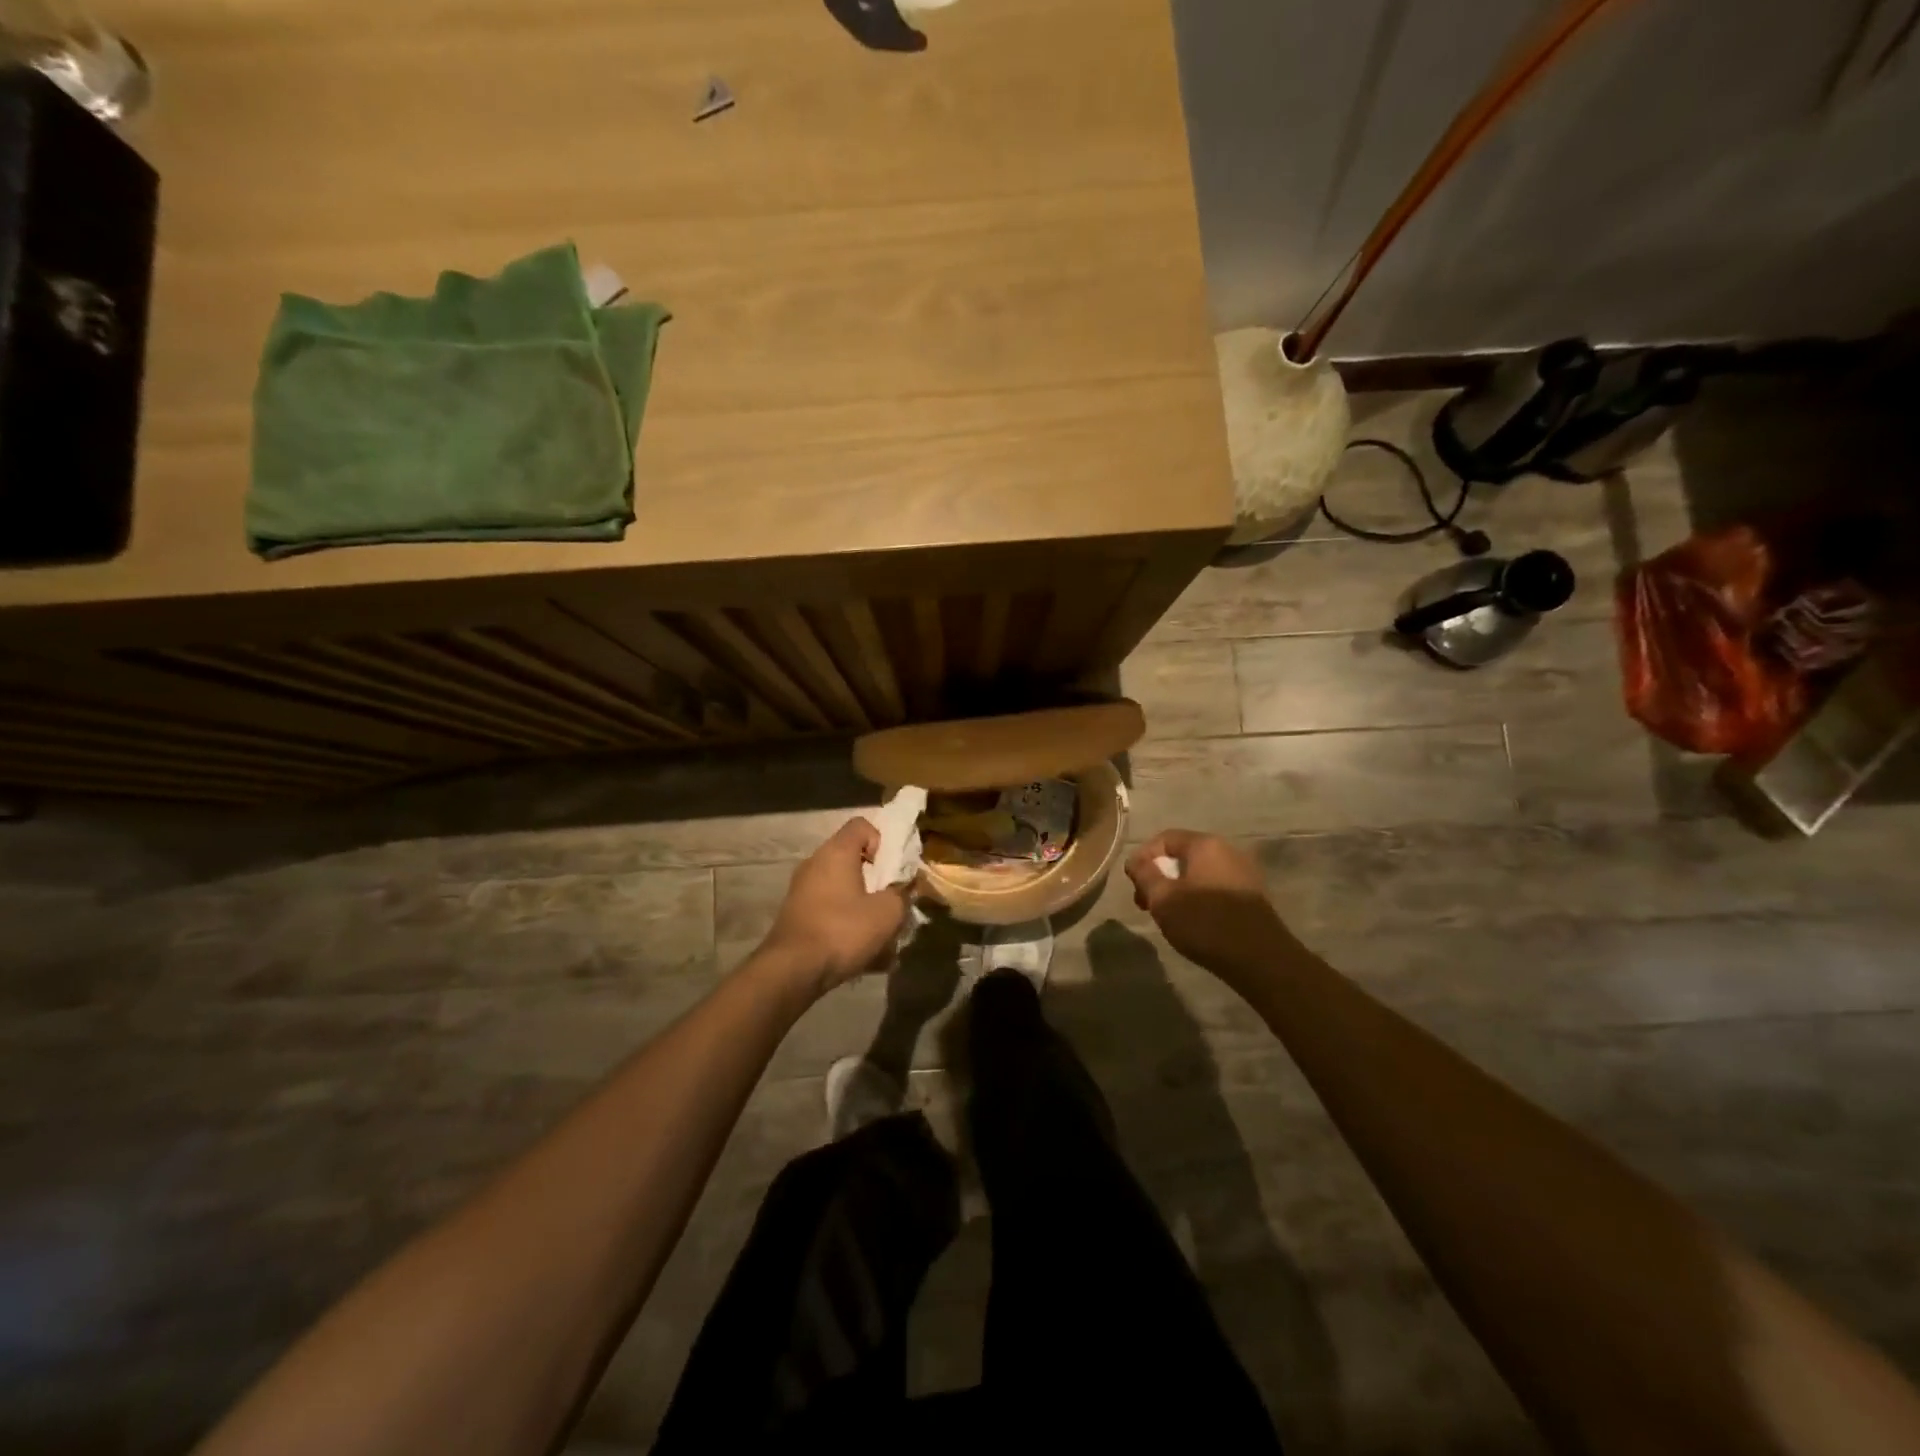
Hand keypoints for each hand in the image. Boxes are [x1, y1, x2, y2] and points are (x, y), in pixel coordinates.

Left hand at [761, 818, 910, 996]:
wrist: (793, 970)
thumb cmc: (843, 931)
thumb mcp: (888, 913)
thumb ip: (902, 893)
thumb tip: (902, 889)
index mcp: (836, 852)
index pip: (862, 825)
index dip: (883, 840)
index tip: (892, 868)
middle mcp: (815, 863)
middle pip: (852, 857)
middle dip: (876, 877)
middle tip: (891, 900)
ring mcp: (801, 889)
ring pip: (841, 886)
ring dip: (862, 902)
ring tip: (878, 931)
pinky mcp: (796, 914)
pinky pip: (829, 908)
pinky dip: (845, 920)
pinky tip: (859, 949)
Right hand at [1125, 830, 1292, 984]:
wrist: (1261, 960)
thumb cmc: (1206, 923)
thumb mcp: (1163, 899)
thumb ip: (1145, 874)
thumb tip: (1136, 860)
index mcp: (1205, 845)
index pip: (1164, 838)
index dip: (1143, 857)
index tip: (1132, 884)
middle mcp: (1227, 851)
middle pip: (1182, 856)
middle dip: (1158, 876)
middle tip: (1145, 904)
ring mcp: (1243, 874)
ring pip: (1198, 874)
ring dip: (1176, 890)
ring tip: (1166, 916)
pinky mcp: (1251, 897)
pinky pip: (1215, 888)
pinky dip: (1197, 899)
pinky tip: (1192, 923)